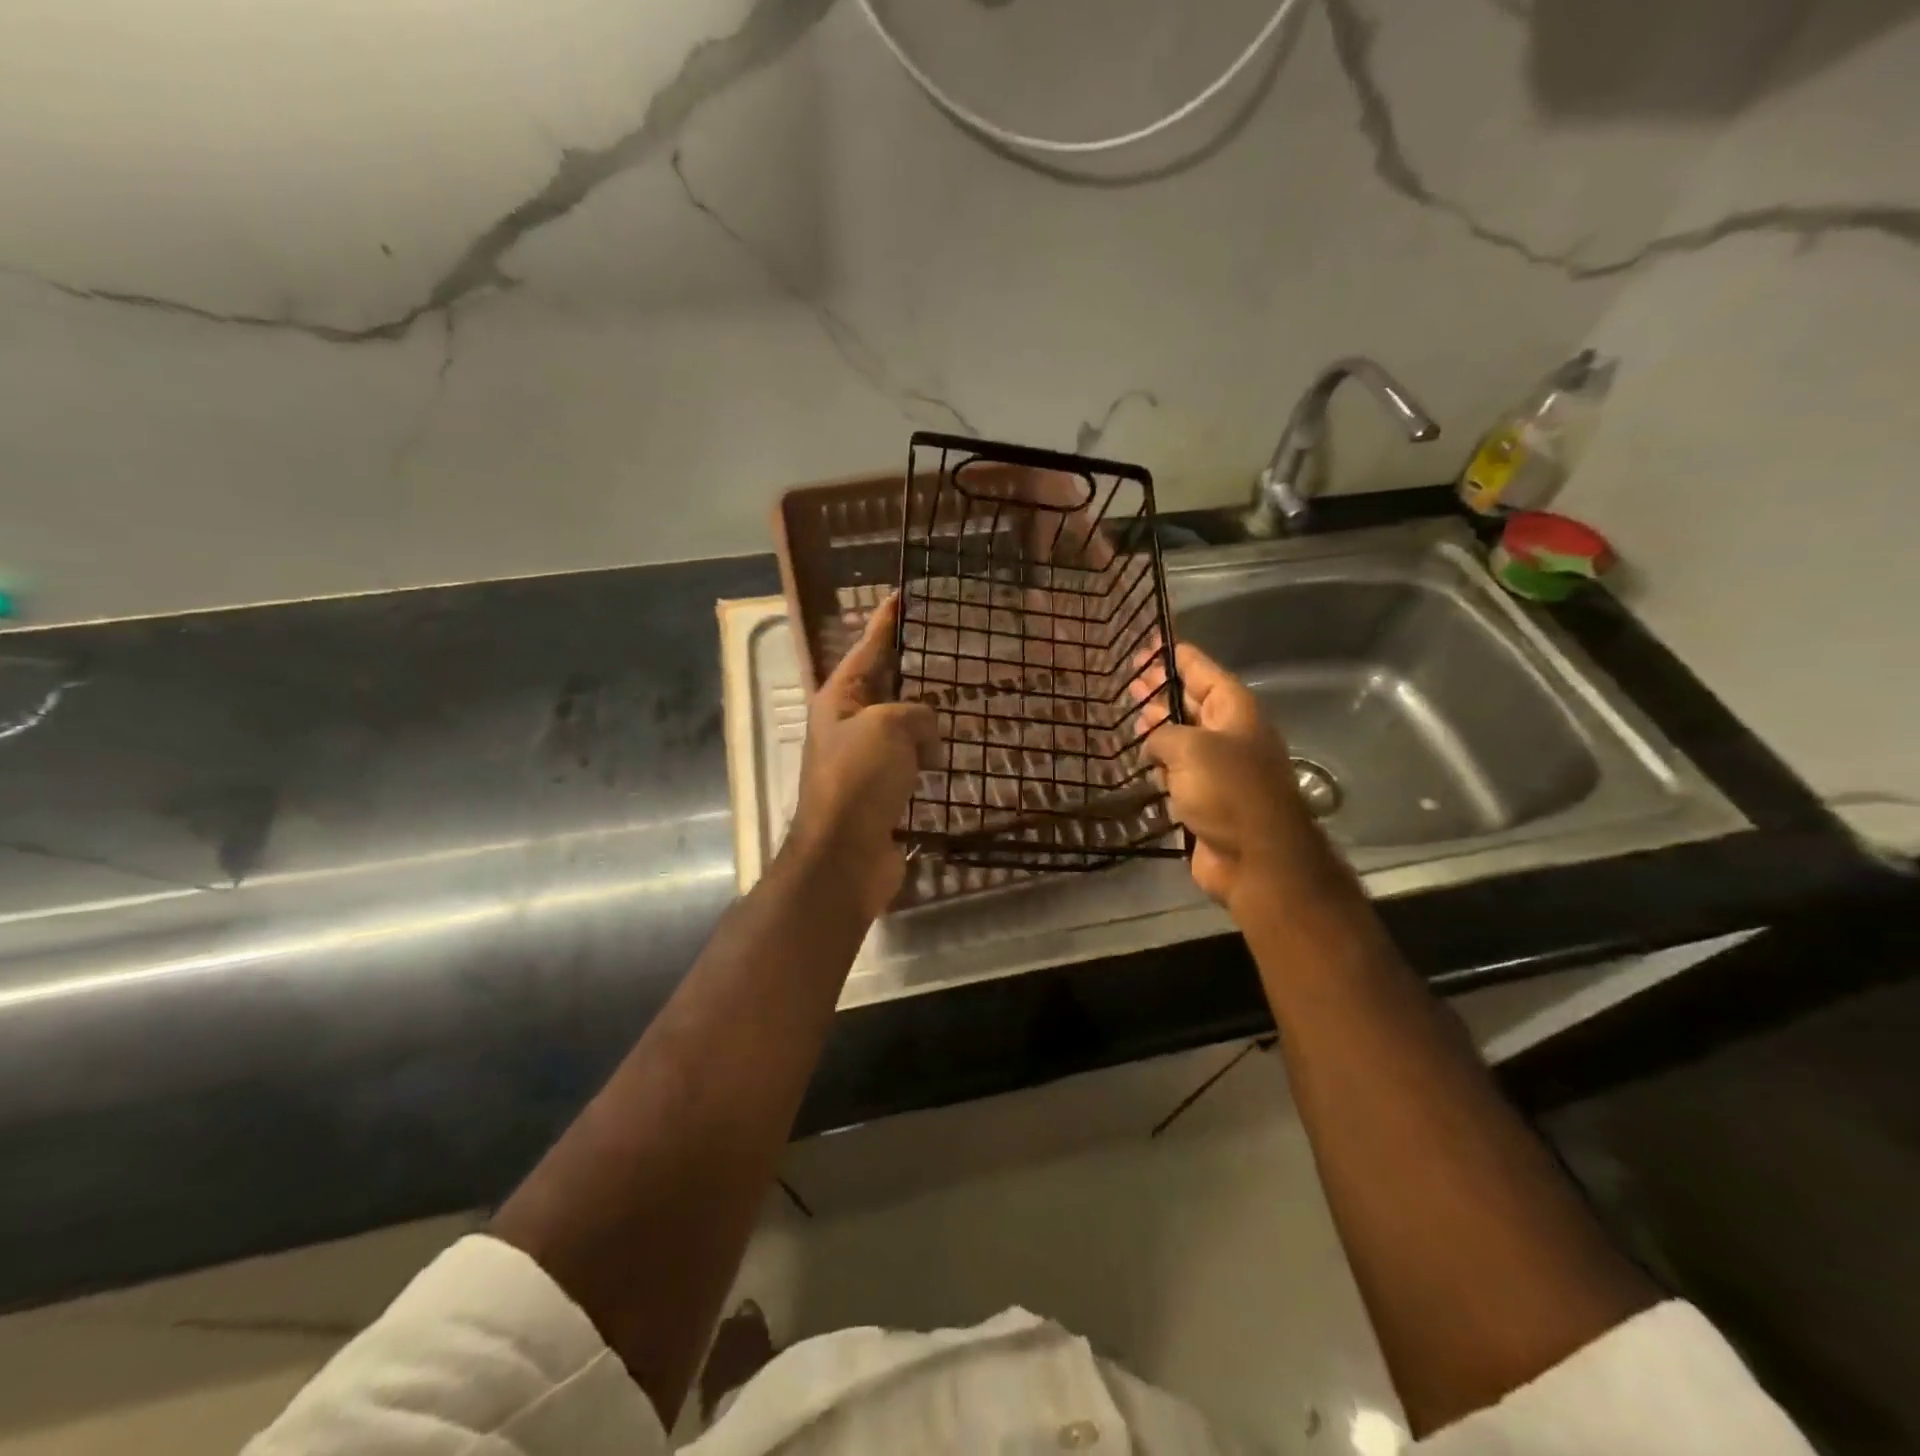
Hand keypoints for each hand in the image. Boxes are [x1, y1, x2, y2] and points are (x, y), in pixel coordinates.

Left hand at [783, 594, 939, 919]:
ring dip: (921, 719)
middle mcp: (846, 726)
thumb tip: (926, 738)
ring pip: (898, 726)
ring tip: (955, 706)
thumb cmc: (858, 780)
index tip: (901, 595)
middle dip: (908, 669)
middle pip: (882, 686)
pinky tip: (946, 757)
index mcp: (838, 699)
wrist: (844, 856)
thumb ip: (916, 714)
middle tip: (940, 649)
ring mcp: (862, 761)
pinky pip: (908, 762)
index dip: (886, 621)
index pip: (867, 648)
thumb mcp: (889, 727)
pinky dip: (925, 757)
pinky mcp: (879, 793)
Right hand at [1137, 644, 1339, 924]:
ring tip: (1126, 719)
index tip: (1149, 643)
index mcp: (1234, 710)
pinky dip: (1157, 766)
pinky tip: (1135, 762)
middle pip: (1191, 702)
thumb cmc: (1228, 791)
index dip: (1175, 655)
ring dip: (1156, 730)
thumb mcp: (1190, 748)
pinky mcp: (1205, 799)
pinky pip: (1177, 774)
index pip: (1202, 670)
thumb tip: (1151, 742)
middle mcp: (1228, 734)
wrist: (1256, 858)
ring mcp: (1218, 769)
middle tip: (1128, 681)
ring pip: (1181, 739)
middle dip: (1160, 691)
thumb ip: (1162, 734)